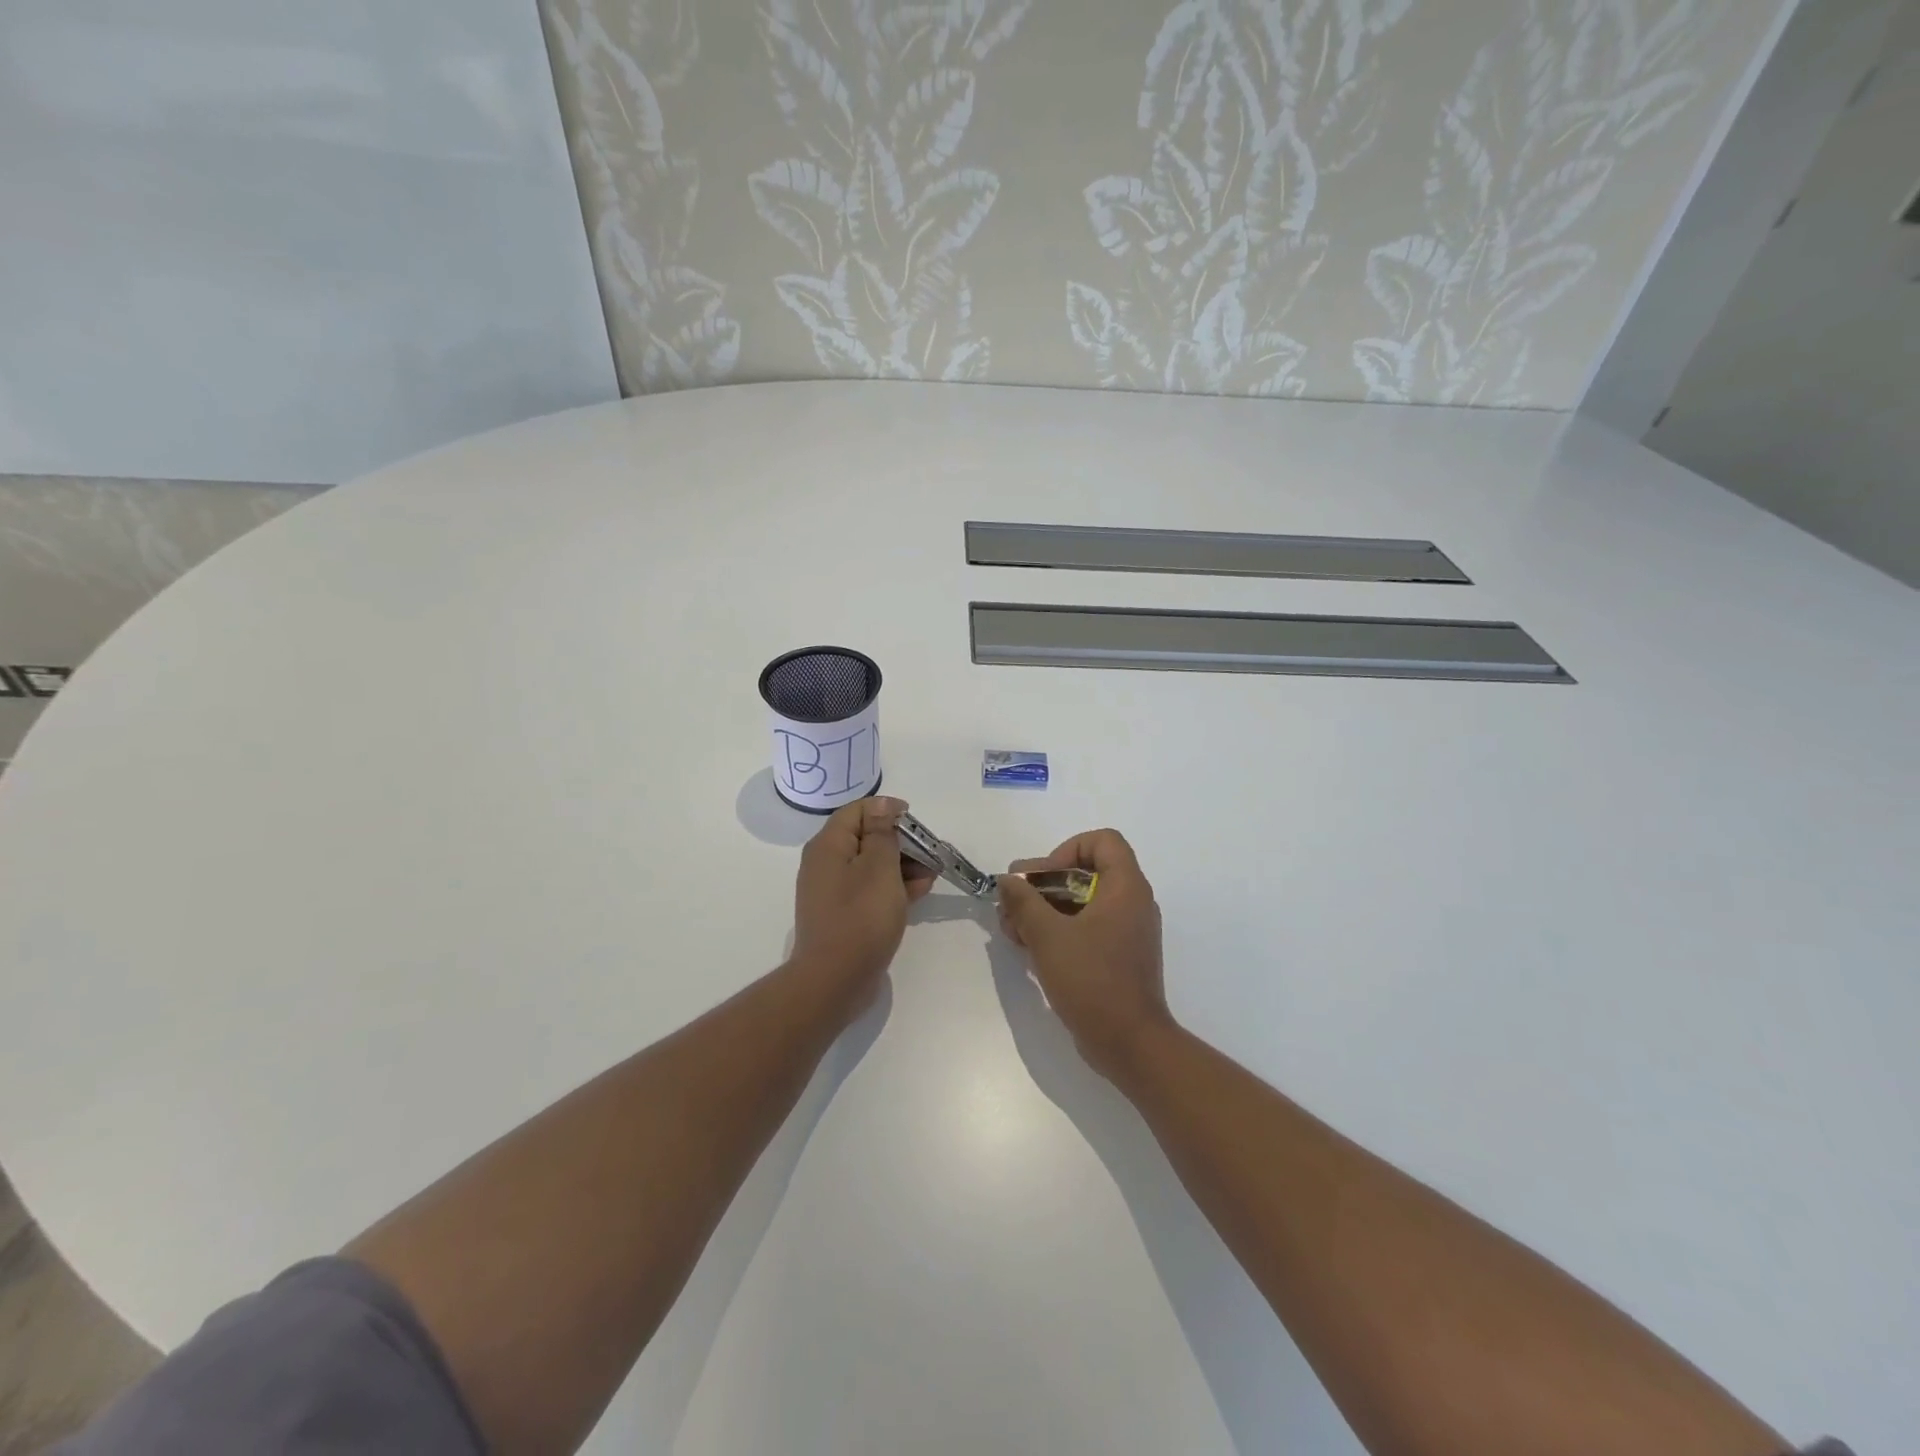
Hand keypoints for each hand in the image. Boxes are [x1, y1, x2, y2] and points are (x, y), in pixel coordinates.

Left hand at [792, 797, 935, 997]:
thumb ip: (883, 833)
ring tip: (932, 873)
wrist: (835, 980)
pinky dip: (894, 887)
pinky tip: (920, 892)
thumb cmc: (861, 917)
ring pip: (872, 865)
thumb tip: (882, 805)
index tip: (916, 823)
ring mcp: (833, 891)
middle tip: (931, 852)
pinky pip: (870, 889)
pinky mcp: (843, 914)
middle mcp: (826, 863)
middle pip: (866, 837)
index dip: (888, 811)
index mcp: (829, 845)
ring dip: (903, 865)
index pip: (858, 810)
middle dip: (901, 841)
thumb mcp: (879, 867)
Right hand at [997, 828, 1172, 1080]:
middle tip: (1012, 905)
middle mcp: (1132, 902)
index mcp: (1126, 887)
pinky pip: (1087, 928)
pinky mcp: (1118, 956)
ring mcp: (1127, 931)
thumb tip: (1008, 879)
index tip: (1042, 878)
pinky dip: (1058, 930)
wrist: (1130, 1044)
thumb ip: (1024, 901)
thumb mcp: (1048, 936)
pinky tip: (1028, 947)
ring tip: (1012, 930)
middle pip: (1085, 872)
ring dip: (1044, 909)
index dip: (1067, 850)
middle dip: (1043, 885)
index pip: (1102, 841)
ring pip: (1081, 902)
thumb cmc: (1092, 981)